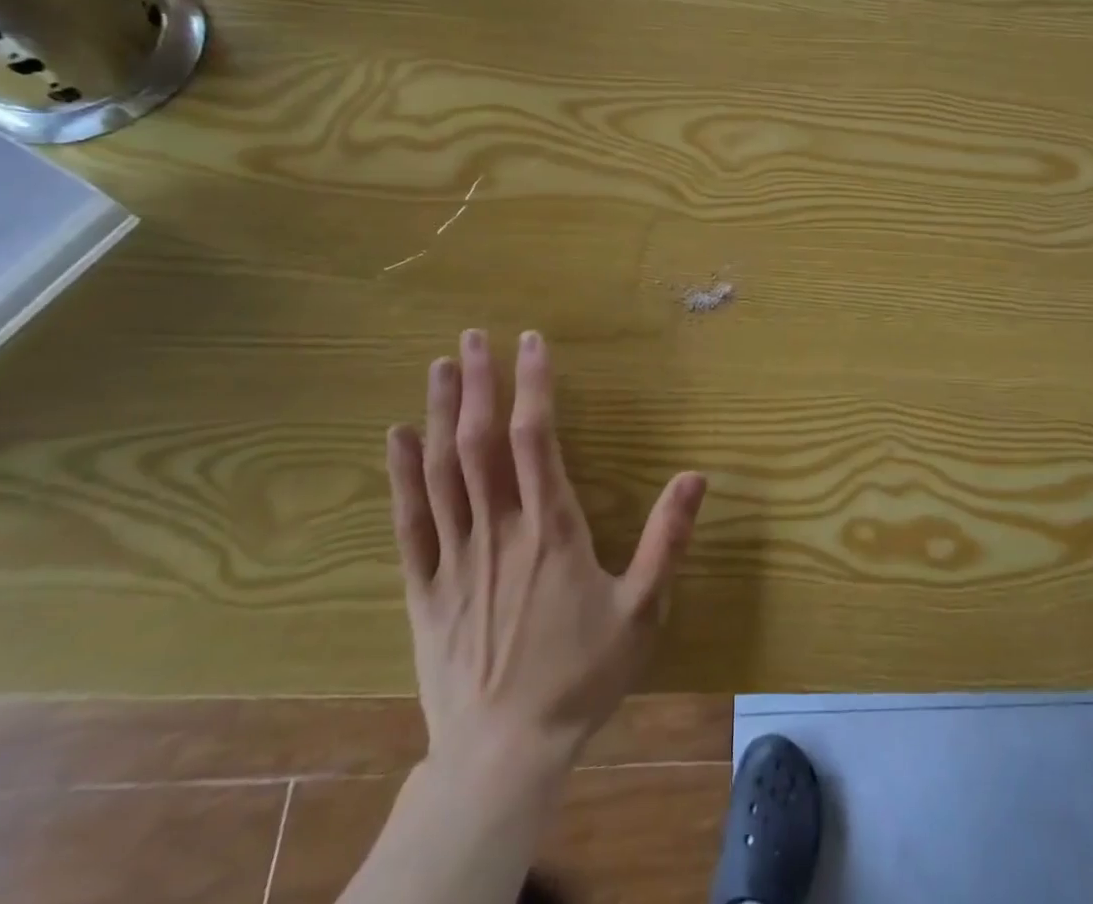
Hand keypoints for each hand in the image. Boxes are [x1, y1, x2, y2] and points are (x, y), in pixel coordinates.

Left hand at [387, 329, 707, 777]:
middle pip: (481, 442)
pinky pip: (410, 522)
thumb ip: (667, 539)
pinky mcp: (424, 587)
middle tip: (472, 337)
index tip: (529, 342)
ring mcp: (455, 557)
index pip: (537, 438)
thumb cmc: (580, 676)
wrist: (503, 755)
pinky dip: (402, 475)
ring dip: (440, 414)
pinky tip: (397, 437)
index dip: (532, 384)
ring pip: (442, 471)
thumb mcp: (642, 610)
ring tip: (439, 367)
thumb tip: (695, 475)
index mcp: (551, 529)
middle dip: (478, 384)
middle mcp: (499, 529)